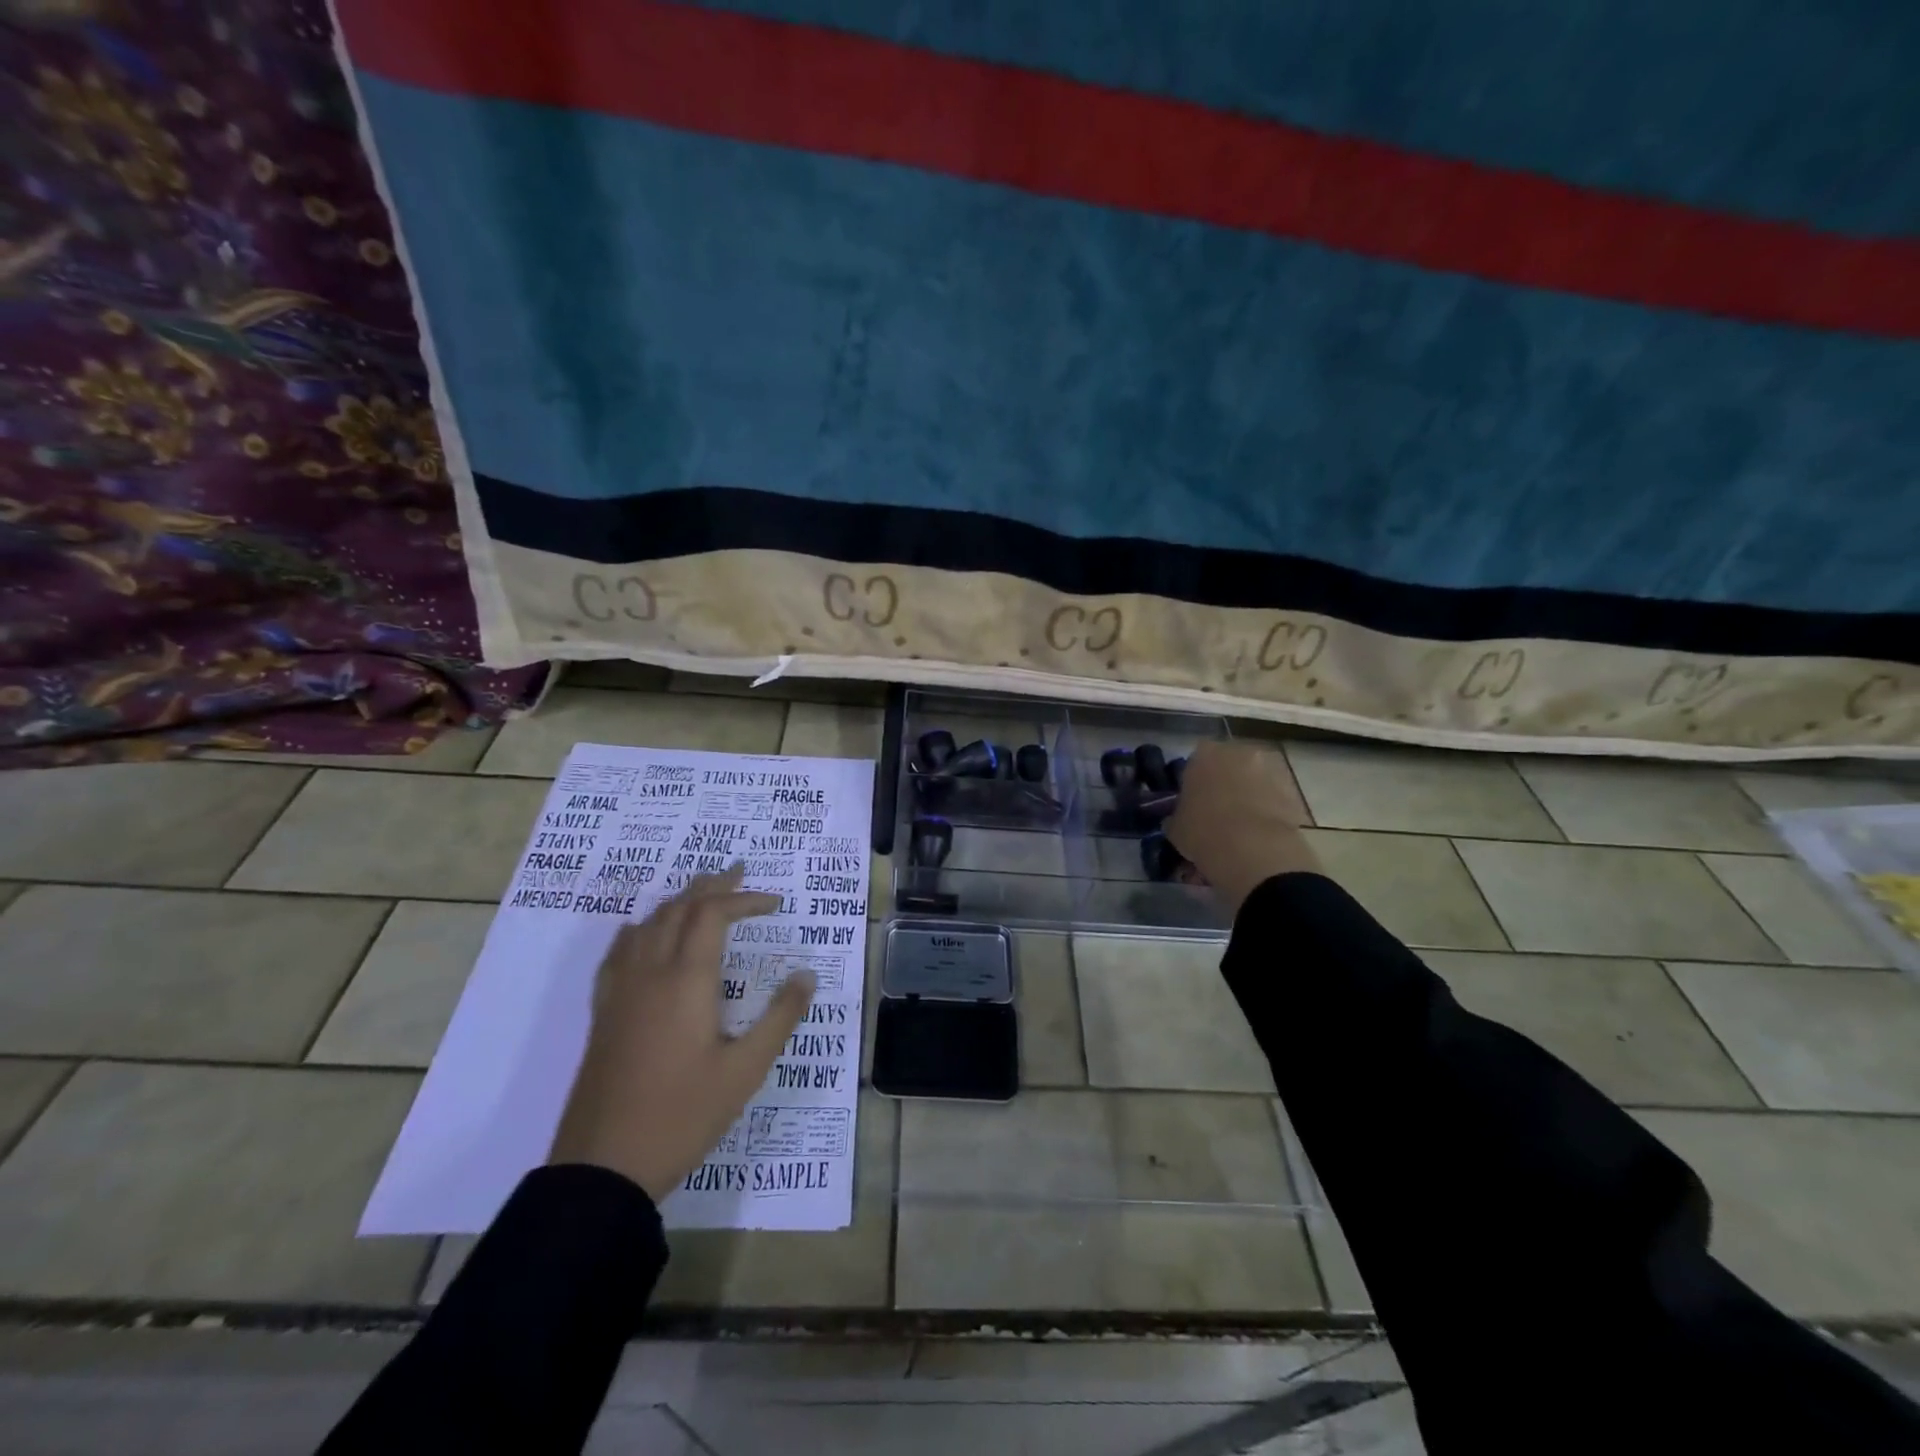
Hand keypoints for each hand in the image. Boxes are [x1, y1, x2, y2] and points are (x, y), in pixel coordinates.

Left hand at [549, 864, 813, 1201]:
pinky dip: (643, 928)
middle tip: (739, 875)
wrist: (603, 1165)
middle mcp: (651, 972)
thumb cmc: (683, 1115)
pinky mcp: (604, 1011)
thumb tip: (805, 975)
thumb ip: (780, 1018)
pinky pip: (621, 950)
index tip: (775, 904)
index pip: (714, 914)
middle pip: (679, 908)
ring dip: (679, 902)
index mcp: (687, 980)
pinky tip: (646, 935)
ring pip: (649, 923)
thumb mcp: (746, 1070)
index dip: (745, 899)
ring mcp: (621, 990)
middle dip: (712, 886)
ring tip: (703, 897)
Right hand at [1165, 741, 1320, 916]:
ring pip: (1253, 780)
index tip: (1192, 803)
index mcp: (1204, 754)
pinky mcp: (1293, 790)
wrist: (1254, 849)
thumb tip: (1181, 819)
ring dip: (1248, 796)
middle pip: (1229, 765)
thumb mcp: (1175, 827)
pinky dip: (1268, 811)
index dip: (1194, 782)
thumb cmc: (1203, 830)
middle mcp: (1239, 752)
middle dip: (1224, 784)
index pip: (1195, 762)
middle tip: (1216, 813)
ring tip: (1240, 828)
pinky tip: (1258, 835)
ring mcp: (1270, 769)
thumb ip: (1178, 815)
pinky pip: (1273, 798)